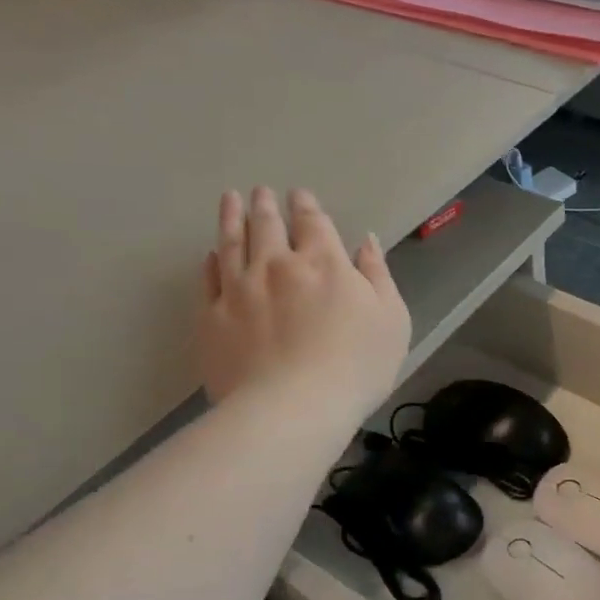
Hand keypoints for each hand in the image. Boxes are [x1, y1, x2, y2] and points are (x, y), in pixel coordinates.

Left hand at [197, 188, 410, 419]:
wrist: (293, 408)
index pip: (312, 222)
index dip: (305, 205)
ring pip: (231, 243)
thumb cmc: (356, 366)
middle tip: (260, 191)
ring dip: (231, 218)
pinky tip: (210, 255)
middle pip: (267, 225)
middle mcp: (277, 266)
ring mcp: (239, 290)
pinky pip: (208, 281)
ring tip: (230, 200)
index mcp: (323, 262)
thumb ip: (377, 275)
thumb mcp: (391, 319)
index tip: (299, 195)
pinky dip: (210, 263)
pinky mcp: (212, 319)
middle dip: (265, 205)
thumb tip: (365, 241)